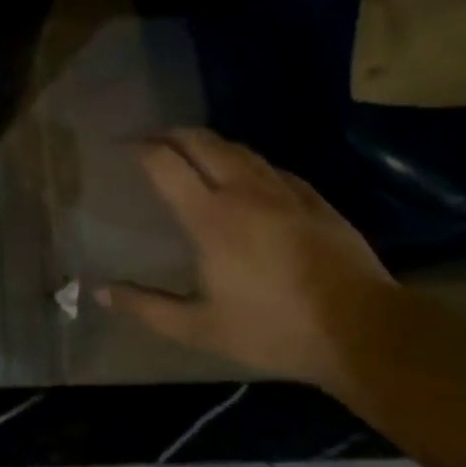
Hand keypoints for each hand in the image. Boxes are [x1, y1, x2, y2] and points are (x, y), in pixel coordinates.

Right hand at [98, 129, 396, 391]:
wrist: (364, 332)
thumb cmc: (274, 330)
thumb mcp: (201, 330)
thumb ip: (147, 308)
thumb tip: (101, 293)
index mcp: (211, 218)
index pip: (166, 164)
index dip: (140, 148)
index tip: (122, 146)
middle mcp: (244, 192)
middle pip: (202, 142)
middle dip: (171, 134)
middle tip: (151, 140)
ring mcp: (284, 192)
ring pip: (239, 149)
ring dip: (208, 143)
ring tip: (191, 151)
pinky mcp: (315, 200)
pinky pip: (271, 167)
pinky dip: (246, 162)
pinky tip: (246, 175)